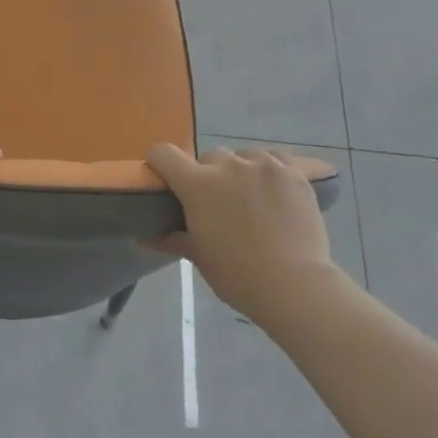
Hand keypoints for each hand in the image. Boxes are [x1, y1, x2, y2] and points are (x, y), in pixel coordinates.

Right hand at [145, 143, 338, 321]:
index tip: (166, 179)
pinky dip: (269, 170)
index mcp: (198, 184)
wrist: (294, 284)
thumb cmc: (238, 274)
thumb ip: (172, 239)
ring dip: (240, 170)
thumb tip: (143, 238)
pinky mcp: (293, 171)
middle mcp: (229, 165)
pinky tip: (273, 191)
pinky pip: (274, 159)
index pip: (164, 153)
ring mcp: (264, 165)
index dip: (160, 163)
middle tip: (216, 202)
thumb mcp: (199, 256)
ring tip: (250, 197)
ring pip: (243, 155)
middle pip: (209, 156)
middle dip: (207, 174)